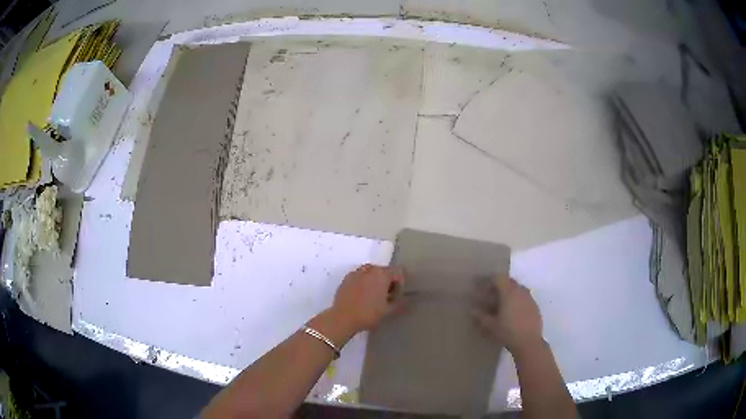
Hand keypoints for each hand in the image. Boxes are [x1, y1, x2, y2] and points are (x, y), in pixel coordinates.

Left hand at [331, 264, 403, 332]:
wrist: (342, 318)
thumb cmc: (368, 314)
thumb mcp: (388, 311)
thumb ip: (401, 304)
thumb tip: (409, 301)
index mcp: (381, 274)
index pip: (398, 272)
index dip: (400, 284)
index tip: (397, 297)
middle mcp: (369, 269)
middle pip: (384, 271)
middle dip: (388, 282)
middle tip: (387, 297)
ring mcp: (355, 273)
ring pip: (370, 272)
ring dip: (375, 281)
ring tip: (374, 296)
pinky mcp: (345, 279)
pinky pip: (359, 277)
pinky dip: (363, 283)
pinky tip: (361, 296)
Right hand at [473, 276, 543, 355]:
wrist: (529, 343)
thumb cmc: (507, 332)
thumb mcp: (490, 326)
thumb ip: (480, 316)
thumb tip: (471, 310)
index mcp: (509, 292)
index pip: (499, 278)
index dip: (489, 282)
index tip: (483, 290)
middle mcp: (521, 291)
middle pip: (509, 282)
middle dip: (499, 287)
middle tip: (491, 298)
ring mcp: (530, 299)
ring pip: (518, 290)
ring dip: (509, 294)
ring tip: (502, 307)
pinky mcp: (535, 307)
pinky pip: (524, 299)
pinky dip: (517, 302)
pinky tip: (513, 314)